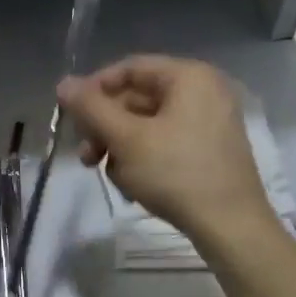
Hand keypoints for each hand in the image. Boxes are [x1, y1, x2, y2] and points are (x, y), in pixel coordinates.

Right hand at [56, 55, 274, 241]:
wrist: (231, 227)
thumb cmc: (176, 173)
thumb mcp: (125, 139)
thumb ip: (91, 108)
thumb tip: (63, 83)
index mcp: (189, 77)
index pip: (129, 69)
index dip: (95, 89)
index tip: (72, 117)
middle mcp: (204, 91)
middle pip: (138, 98)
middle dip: (106, 127)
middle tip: (86, 155)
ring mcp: (211, 121)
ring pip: (148, 124)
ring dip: (120, 146)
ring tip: (108, 174)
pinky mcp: (212, 150)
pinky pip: (166, 142)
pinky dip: (144, 158)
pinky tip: (132, 185)